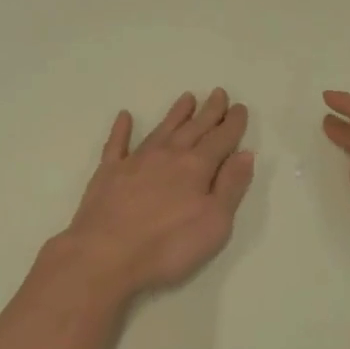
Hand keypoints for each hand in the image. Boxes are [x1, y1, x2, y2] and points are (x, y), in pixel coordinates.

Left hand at [39, 90, 254, 306]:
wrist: (105, 255)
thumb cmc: (167, 246)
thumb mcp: (214, 223)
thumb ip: (231, 187)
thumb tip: (244, 154)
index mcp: (196, 168)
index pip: (220, 139)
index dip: (232, 124)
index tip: (240, 107)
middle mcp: (168, 156)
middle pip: (194, 128)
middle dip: (209, 111)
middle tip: (219, 93)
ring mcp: (135, 161)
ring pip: (161, 130)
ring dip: (176, 114)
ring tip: (187, 97)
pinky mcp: (108, 173)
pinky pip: (117, 144)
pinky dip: (122, 129)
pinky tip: (125, 116)